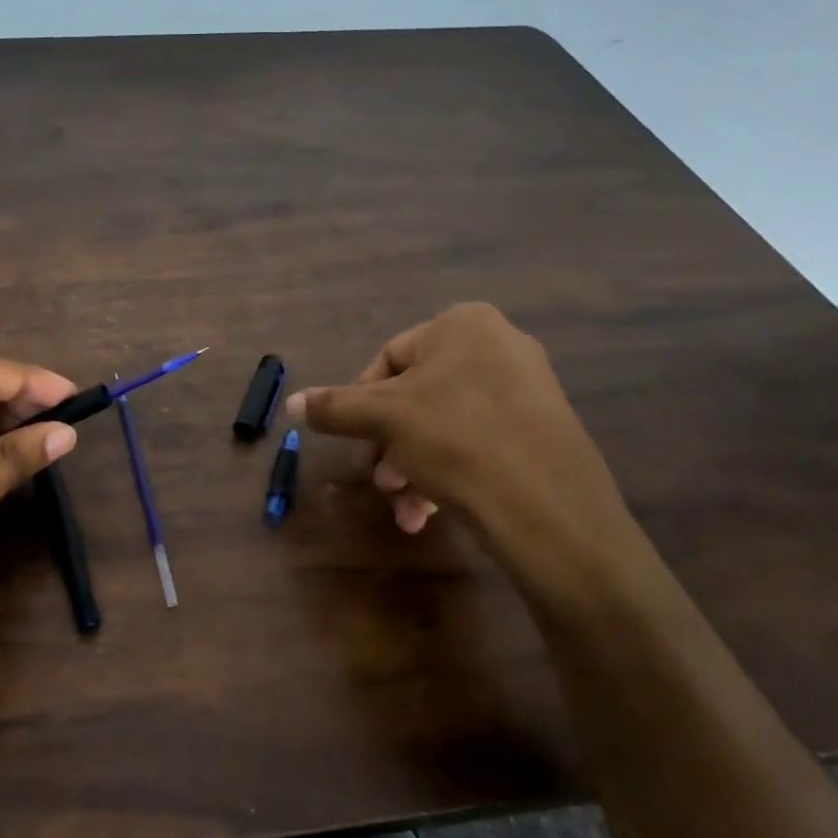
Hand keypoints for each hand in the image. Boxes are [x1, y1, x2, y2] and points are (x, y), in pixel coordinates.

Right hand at [286, 303, 645, 595]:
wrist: (548, 508)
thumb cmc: (456, 440)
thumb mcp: (383, 418)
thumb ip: (333, 407)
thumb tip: (290, 402)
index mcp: (463, 325)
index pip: (388, 358)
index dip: (358, 403)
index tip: (350, 441)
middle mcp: (499, 345)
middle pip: (416, 395)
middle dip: (387, 442)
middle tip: (377, 478)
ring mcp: (526, 388)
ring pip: (444, 424)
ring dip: (411, 464)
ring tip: (402, 504)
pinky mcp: (541, 430)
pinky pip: (477, 441)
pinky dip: (447, 472)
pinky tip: (429, 512)